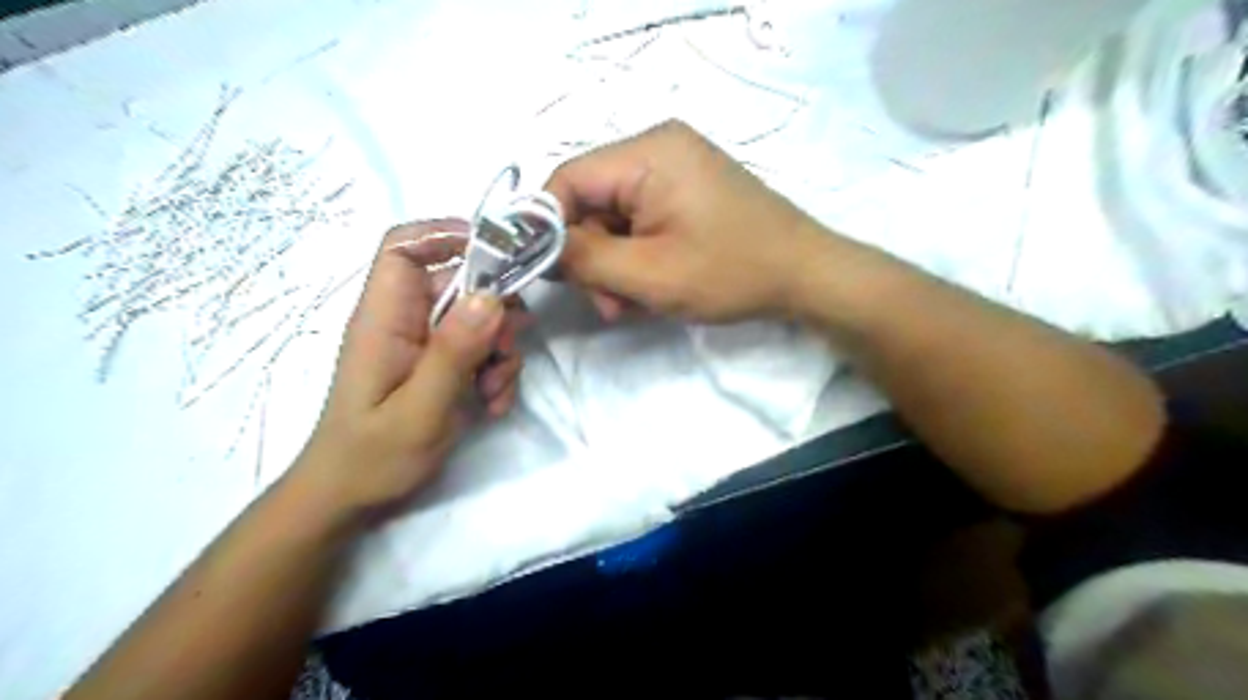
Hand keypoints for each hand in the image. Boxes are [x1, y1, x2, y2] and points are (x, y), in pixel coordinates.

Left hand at [294, 218, 525, 519]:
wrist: (352, 500)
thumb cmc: (373, 457)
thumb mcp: (420, 408)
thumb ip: (454, 352)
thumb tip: (490, 297)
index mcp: (385, 318)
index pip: (404, 247)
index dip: (448, 235)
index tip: (499, 256)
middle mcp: (405, 321)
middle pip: (460, 286)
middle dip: (496, 315)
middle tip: (506, 354)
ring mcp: (425, 344)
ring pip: (479, 320)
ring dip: (500, 352)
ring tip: (494, 393)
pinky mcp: (440, 366)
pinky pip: (480, 351)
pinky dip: (495, 373)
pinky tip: (492, 405)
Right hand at [548, 121, 826, 324]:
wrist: (805, 275)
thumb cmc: (731, 272)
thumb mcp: (648, 274)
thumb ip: (583, 259)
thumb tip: (539, 246)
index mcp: (647, 153)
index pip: (567, 181)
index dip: (548, 228)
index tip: (551, 274)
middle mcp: (658, 148)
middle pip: (591, 201)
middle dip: (592, 258)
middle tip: (607, 304)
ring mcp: (676, 170)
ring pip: (614, 218)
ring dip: (614, 265)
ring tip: (631, 305)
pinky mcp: (688, 191)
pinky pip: (641, 221)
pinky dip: (637, 257)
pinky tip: (650, 288)